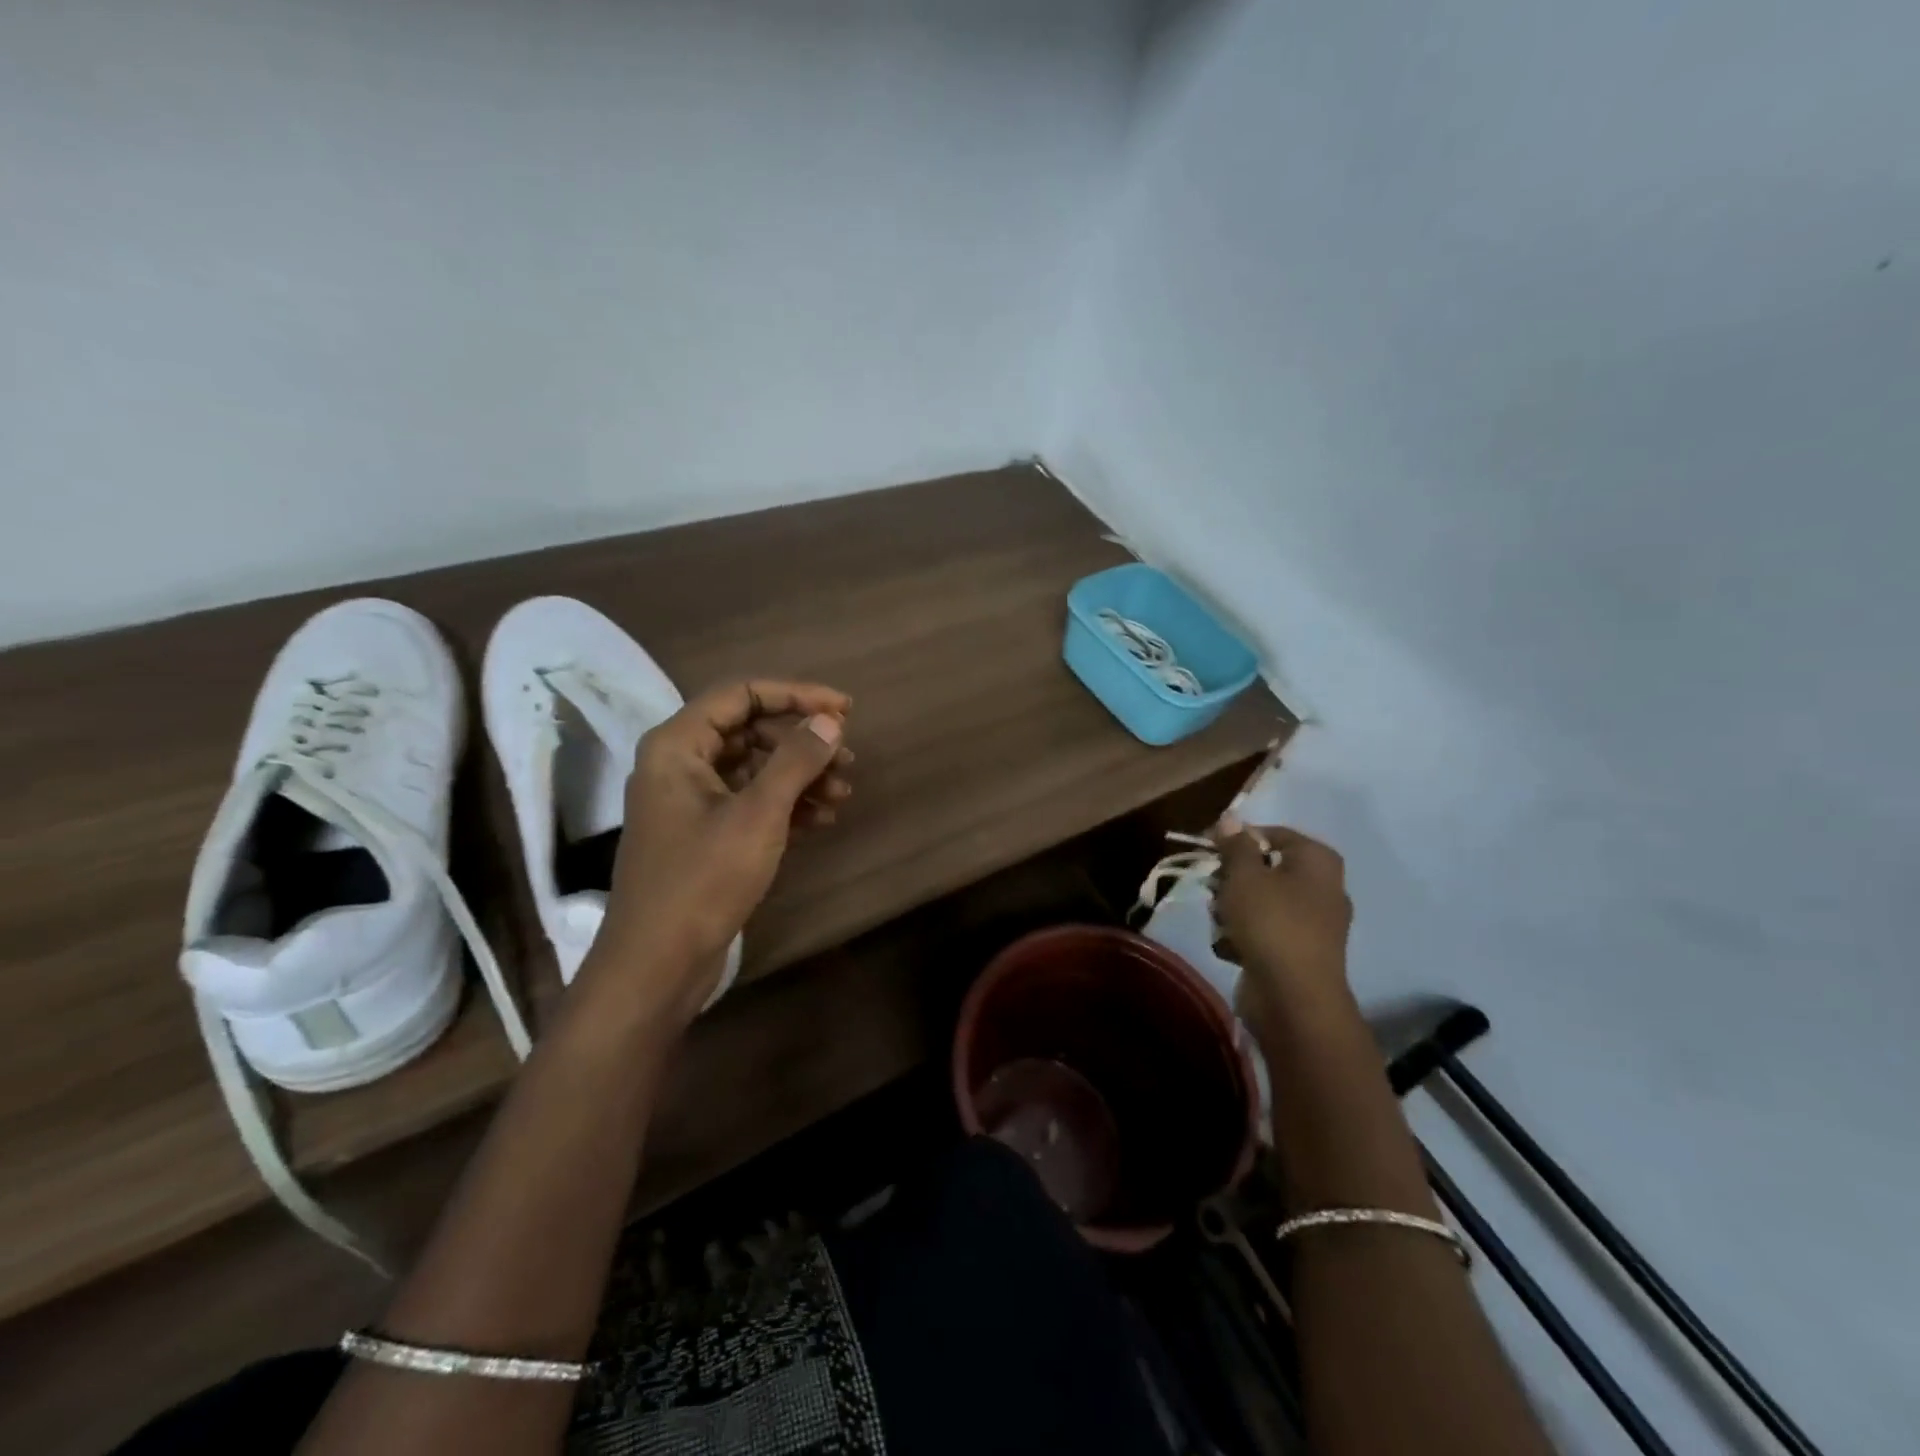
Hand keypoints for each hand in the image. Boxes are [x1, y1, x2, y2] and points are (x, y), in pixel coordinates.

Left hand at [586, 680, 853, 1025]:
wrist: (657, 964)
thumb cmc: (703, 879)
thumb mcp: (758, 814)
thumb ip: (796, 760)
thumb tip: (829, 721)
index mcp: (678, 745)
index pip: (742, 695)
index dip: (797, 695)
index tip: (845, 710)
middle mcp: (680, 764)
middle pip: (751, 730)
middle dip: (803, 742)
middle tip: (847, 760)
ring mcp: (690, 801)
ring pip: (755, 768)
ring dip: (801, 776)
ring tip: (843, 794)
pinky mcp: (704, 833)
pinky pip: (750, 800)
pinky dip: (787, 804)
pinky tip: (823, 819)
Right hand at [1211, 816, 1352, 1016]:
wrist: (1294, 999)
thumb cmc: (1271, 923)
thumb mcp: (1244, 875)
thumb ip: (1235, 844)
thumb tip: (1231, 817)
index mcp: (1317, 860)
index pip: (1270, 833)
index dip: (1235, 838)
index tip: (1205, 849)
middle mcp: (1322, 887)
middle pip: (1262, 868)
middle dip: (1231, 880)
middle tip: (1215, 891)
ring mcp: (1312, 923)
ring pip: (1258, 901)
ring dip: (1231, 910)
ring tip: (1222, 925)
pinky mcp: (1298, 952)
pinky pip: (1263, 931)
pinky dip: (1244, 937)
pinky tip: (1232, 949)